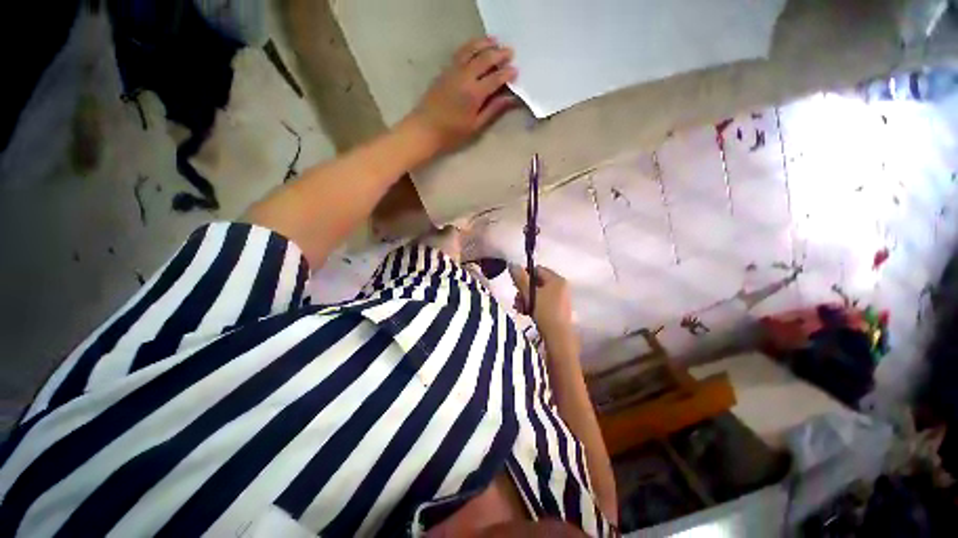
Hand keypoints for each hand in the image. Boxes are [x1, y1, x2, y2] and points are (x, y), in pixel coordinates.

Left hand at [408, 37, 518, 153]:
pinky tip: (476, 47)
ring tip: (495, 41)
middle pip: (485, 59)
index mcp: (474, 94)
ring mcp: (453, 71)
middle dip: (499, 54)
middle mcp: (465, 77)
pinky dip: (471, 46)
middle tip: (510, 52)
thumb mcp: (475, 126)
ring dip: (485, 44)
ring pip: (471, 50)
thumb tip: (511, 99)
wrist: (425, 129)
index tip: (516, 71)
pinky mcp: (445, 70)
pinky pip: (460, 52)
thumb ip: (493, 110)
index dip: (507, 74)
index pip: (495, 78)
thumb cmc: (452, 133)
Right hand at [509, 265, 573, 335]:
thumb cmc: (544, 312)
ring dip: (526, 299)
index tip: (515, 285)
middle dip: (524, 290)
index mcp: (556, 279)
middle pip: (537, 282)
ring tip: (520, 308)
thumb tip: (512, 264)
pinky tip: (526, 313)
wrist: (558, 337)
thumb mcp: (530, 294)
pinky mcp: (559, 309)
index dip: (524, 275)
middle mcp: (561, 286)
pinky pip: (543, 302)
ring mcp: (561, 299)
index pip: (537, 269)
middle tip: (517, 300)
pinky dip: (533, 305)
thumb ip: (520, 279)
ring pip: (538, 293)